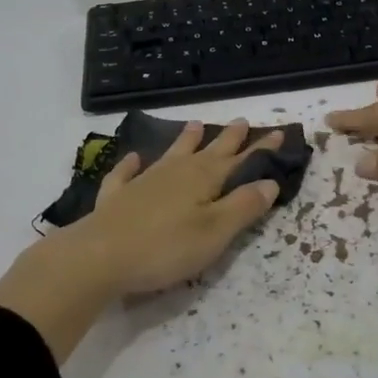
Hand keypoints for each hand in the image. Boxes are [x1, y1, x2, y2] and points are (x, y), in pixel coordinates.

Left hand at [0, 120, 285, 361]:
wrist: (98, 256)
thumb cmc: (165, 248)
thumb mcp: (215, 232)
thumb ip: (243, 207)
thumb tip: (270, 181)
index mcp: (204, 179)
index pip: (240, 161)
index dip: (261, 150)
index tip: (279, 134)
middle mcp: (176, 172)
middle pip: (208, 152)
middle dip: (228, 139)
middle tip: (242, 121)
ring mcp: (143, 181)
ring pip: (171, 154)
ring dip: (185, 141)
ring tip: (195, 125)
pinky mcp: (117, 197)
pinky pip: (126, 173)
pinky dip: (131, 164)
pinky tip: (133, 158)